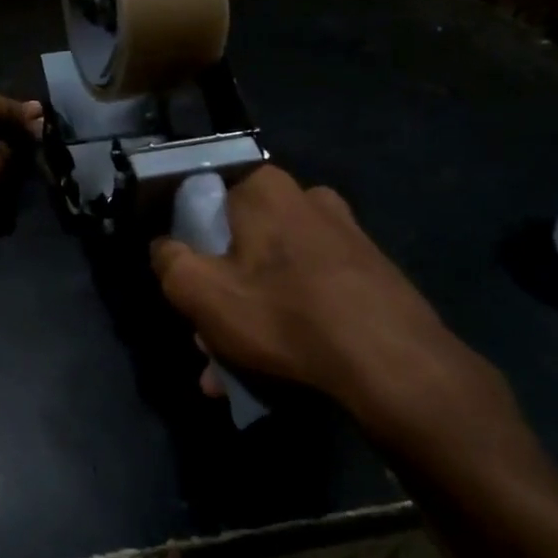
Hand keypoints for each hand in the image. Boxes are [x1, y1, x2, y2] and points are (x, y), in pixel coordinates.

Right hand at [150, 165, 524, 467]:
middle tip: (208, 339)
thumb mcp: (201, 292)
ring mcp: (345, 235)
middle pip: (241, 242)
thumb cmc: (284, 315)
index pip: (204, 200)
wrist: (395, 364)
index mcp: (265, 188)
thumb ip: (168, 262)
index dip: (187, 243)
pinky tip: (276, 369)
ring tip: (234, 369)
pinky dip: (288, 321)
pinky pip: (309, 292)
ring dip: (250, 316)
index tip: (186, 285)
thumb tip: (163, 247)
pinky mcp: (370, 272)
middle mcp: (307, 199)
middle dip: (220, 292)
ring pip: (274, 273)